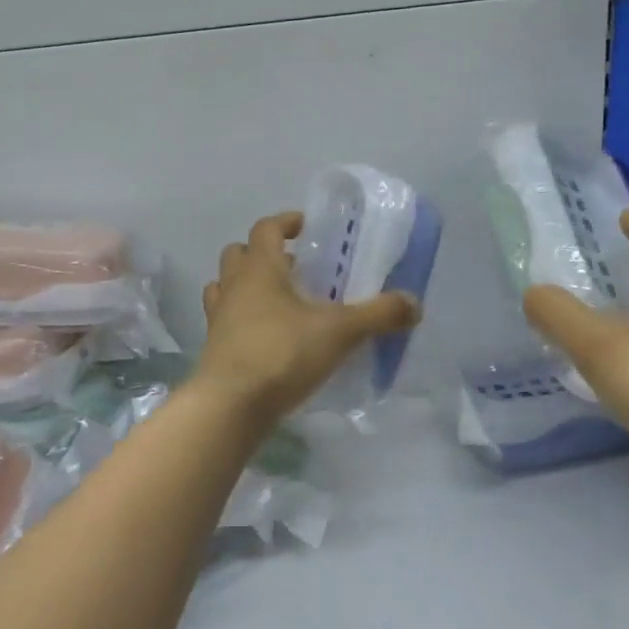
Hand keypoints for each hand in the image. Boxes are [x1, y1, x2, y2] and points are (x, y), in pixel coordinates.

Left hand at [195, 212, 419, 425]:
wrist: (230, 407)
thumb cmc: (282, 354)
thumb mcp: (340, 332)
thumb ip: (378, 314)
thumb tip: (414, 303)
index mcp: (259, 269)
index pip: (266, 228)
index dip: (287, 222)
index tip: (308, 228)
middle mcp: (233, 286)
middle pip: (240, 254)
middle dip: (266, 254)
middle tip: (297, 269)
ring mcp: (219, 319)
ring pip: (226, 287)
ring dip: (249, 287)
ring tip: (282, 303)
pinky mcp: (214, 349)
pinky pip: (226, 322)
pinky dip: (244, 321)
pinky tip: (270, 338)